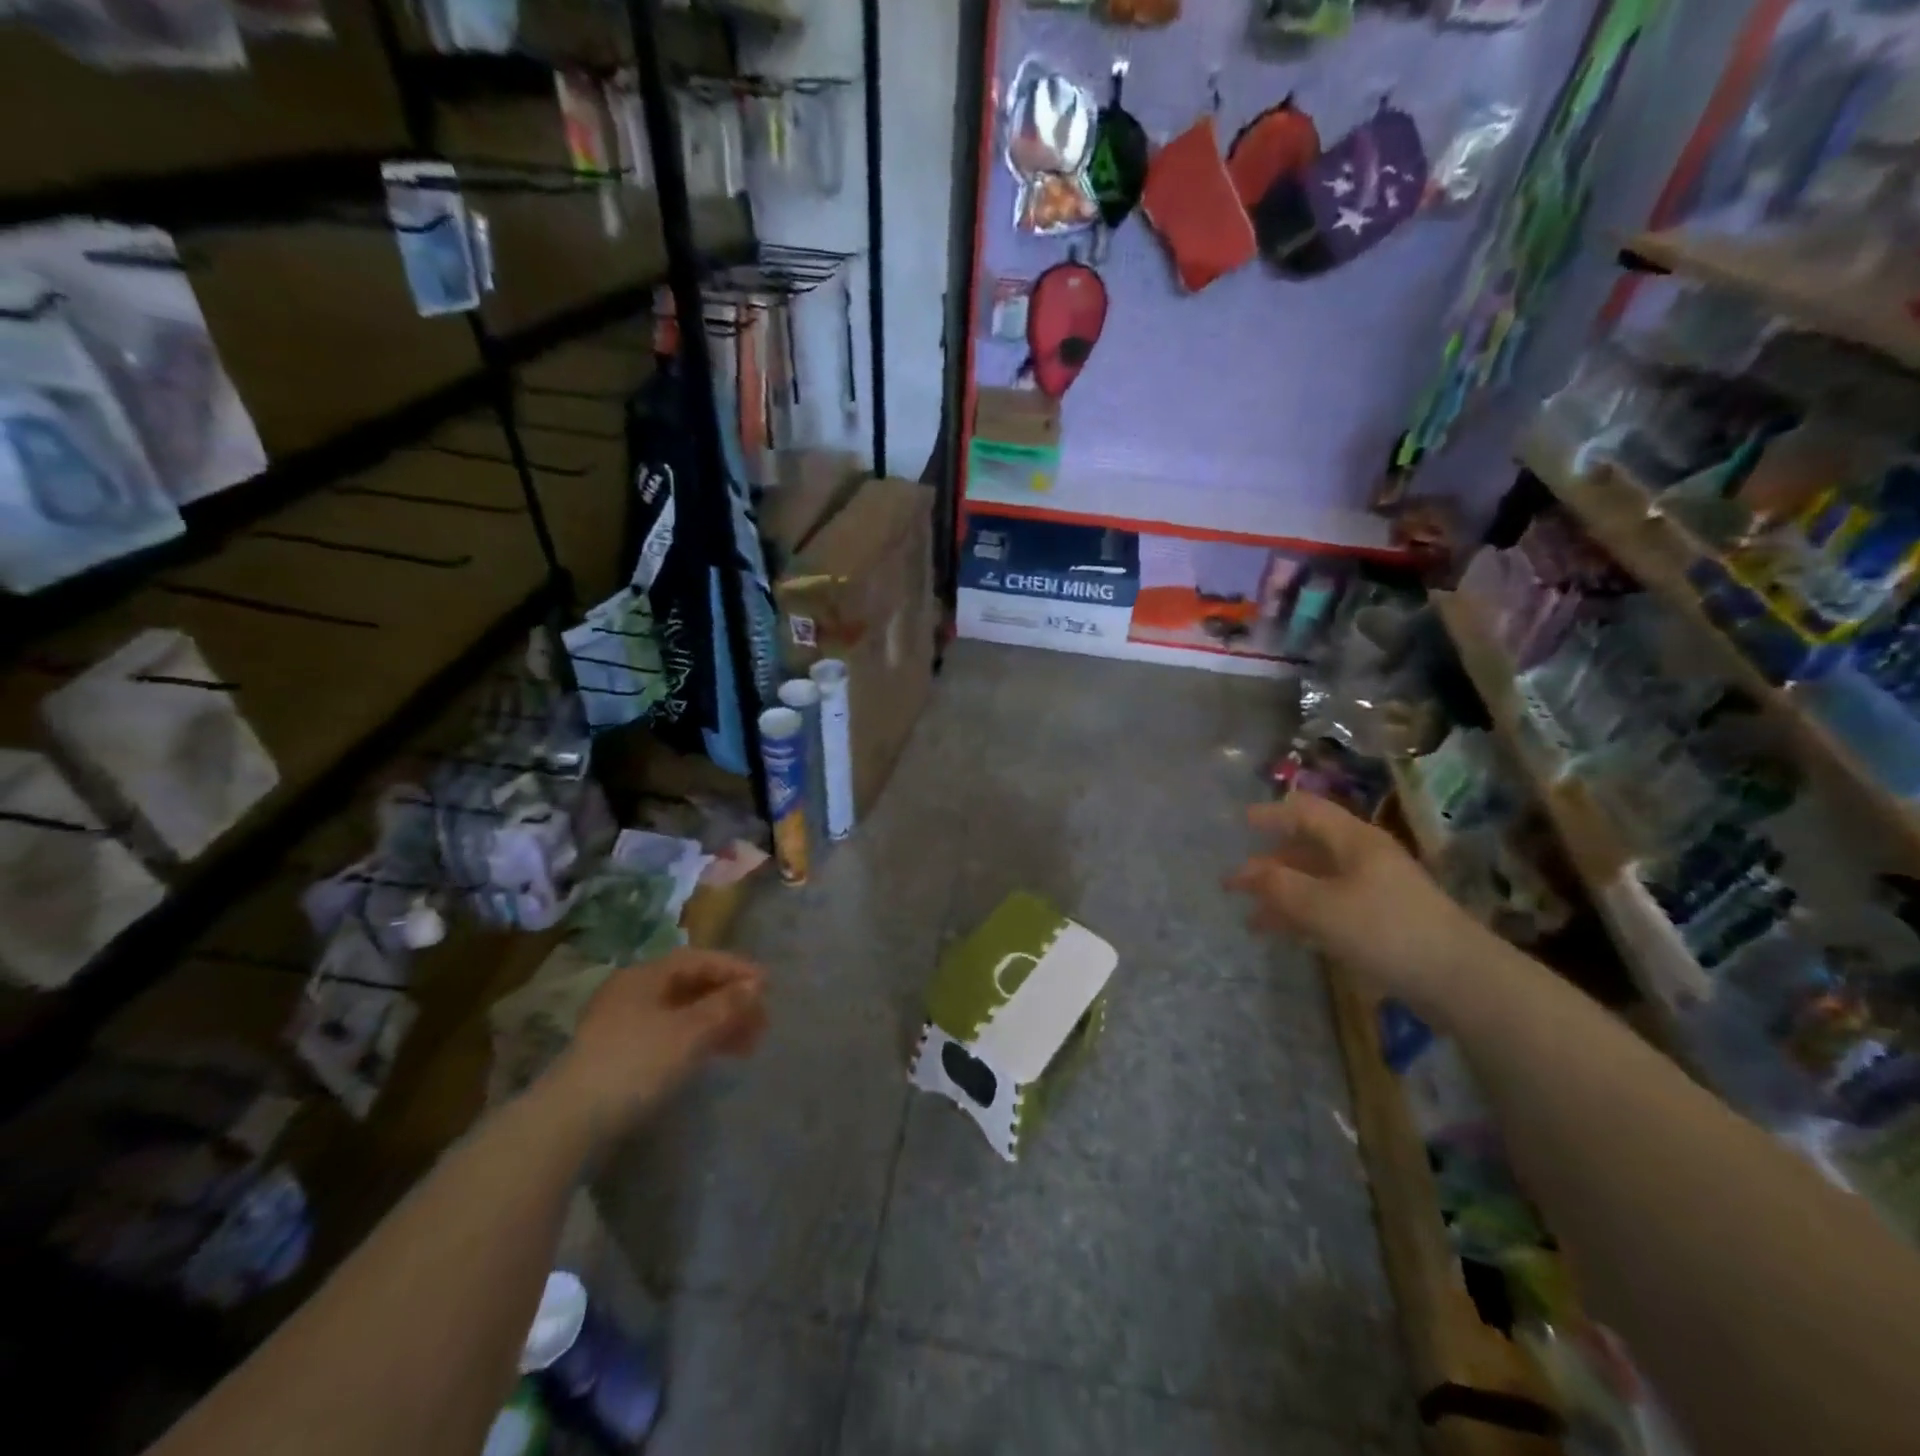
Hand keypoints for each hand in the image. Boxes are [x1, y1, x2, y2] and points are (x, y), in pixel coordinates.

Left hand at [550, 948, 768, 1130]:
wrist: (569, 1123)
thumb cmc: (635, 1064)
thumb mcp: (690, 1032)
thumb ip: (726, 1005)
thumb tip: (755, 985)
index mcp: (646, 975)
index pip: (700, 959)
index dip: (736, 969)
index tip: (768, 984)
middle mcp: (633, 992)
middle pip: (692, 986)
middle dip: (730, 1000)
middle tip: (761, 1020)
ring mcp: (623, 1024)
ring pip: (682, 1013)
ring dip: (718, 1023)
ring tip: (747, 1045)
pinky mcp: (620, 1055)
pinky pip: (670, 1035)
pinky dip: (697, 1041)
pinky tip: (713, 1057)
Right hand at [1226, 792, 1485, 1018]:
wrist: (1461, 981)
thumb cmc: (1387, 931)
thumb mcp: (1322, 906)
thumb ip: (1279, 886)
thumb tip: (1247, 873)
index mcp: (1354, 840)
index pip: (1306, 811)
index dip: (1272, 813)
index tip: (1241, 822)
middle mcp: (1365, 858)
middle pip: (1309, 848)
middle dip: (1269, 863)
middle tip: (1235, 882)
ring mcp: (1377, 890)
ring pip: (1318, 881)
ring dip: (1283, 894)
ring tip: (1251, 918)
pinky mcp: (1383, 921)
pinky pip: (1331, 907)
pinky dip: (1303, 915)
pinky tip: (1285, 933)